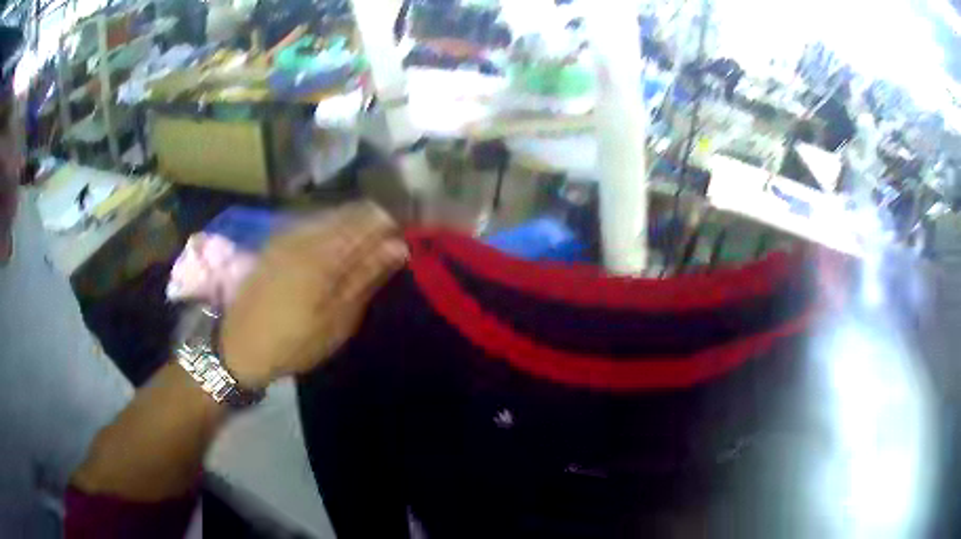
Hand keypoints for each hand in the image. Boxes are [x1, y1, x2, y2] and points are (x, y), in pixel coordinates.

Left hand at [220, 202, 406, 387]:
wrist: (240, 347)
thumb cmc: (294, 341)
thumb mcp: (338, 320)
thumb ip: (366, 277)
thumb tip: (398, 246)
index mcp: (325, 253)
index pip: (369, 219)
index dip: (392, 223)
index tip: (407, 235)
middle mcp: (306, 233)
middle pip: (349, 211)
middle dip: (373, 221)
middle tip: (388, 243)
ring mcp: (287, 235)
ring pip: (329, 215)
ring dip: (352, 224)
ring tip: (365, 246)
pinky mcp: (275, 242)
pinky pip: (311, 222)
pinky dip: (329, 228)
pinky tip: (334, 246)